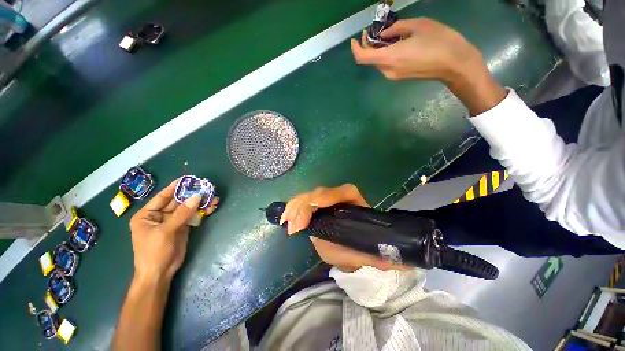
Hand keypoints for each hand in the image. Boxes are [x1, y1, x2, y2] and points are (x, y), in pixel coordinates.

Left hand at [129, 179, 218, 281]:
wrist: (160, 273)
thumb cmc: (154, 252)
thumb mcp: (165, 231)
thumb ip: (182, 214)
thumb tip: (197, 197)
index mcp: (147, 215)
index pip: (162, 197)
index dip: (174, 187)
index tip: (188, 179)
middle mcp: (160, 216)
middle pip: (178, 201)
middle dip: (191, 195)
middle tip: (206, 187)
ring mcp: (173, 221)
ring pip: (188, 208)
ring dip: (200, 202)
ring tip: (213, 196)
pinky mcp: (183, 227)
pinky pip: (193, 216)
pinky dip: (202, 211)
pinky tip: (212, 206)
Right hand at [280, 184, 410, 271]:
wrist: (352, 248)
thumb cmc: (358, 249)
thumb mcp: (367, 256)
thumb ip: (380, 257)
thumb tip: (402, 260)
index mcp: (355, 204)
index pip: (344, 192)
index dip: (328, 196)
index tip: (315, 206)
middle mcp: (339, 199)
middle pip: (321, 192)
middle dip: (305, 205)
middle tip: (295, 225)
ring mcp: (325, 201)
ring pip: (308, 196)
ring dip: (295, 207)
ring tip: (287, 223)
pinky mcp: (315, 208)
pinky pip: (301, 203)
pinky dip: (292, 210)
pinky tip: (285, 219)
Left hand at [351, 18, 482, 81]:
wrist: (454, 65)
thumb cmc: (439, 41)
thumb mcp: (418, 25)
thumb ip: (396, 28)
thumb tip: (383, 33)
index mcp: (389, 58)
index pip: (362, 58)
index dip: (355, 48)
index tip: (355, 39)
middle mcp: (387, 71)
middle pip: (369, 60)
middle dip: (368, 45)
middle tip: (374, 30)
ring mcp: (393, 76)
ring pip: (377, 63)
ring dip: (376, 50)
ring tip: (385, 35)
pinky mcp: (399, 77)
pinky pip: (386, 66)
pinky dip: (384, 55)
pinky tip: (393, 44)